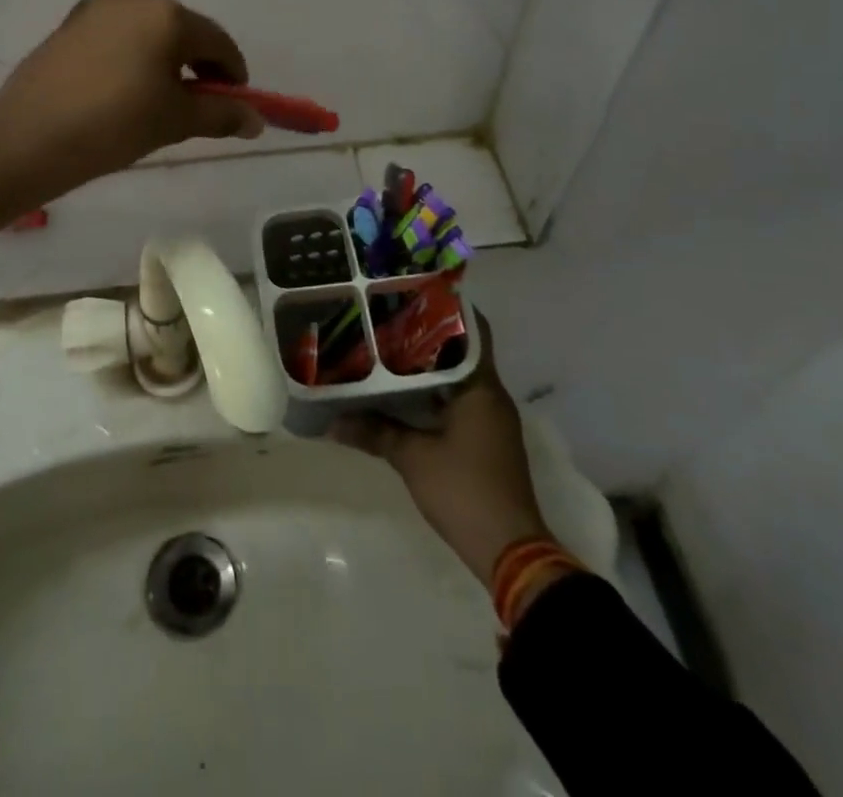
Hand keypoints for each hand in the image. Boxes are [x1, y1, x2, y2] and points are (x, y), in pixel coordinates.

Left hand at [0, 0, 264, 181]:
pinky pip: (116, 35)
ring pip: (147, 31)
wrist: (29, 137)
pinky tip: (123, 89)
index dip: (232, 73)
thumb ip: (221, 114)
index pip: (217, 41)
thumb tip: (256, 121)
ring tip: (158, 98)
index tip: (237, 100)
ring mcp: (95, 7)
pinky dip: (131, 56)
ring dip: (162, 58)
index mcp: (166, 14)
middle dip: (196, 64)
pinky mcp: (69, 23)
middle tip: (199, 102)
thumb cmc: (114, 125)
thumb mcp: (175, 121)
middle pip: (181, 30)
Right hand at [332, 317, 550, 584]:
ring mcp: (491, 420)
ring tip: (388, 349)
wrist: (510, 552)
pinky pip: (458, 401)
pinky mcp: (486, 440)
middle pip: (461, 352)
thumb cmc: (465, 491)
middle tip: (388, 318)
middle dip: (428, 336)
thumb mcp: (413, 458)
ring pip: (458, 378)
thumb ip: (375, 433)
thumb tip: (332, 421)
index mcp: (482, 388)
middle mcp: (491, 396)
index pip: (472, 331)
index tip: (414, 292)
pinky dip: (434, 393)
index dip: (447, 309)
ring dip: (429, 367)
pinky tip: (403, 394)